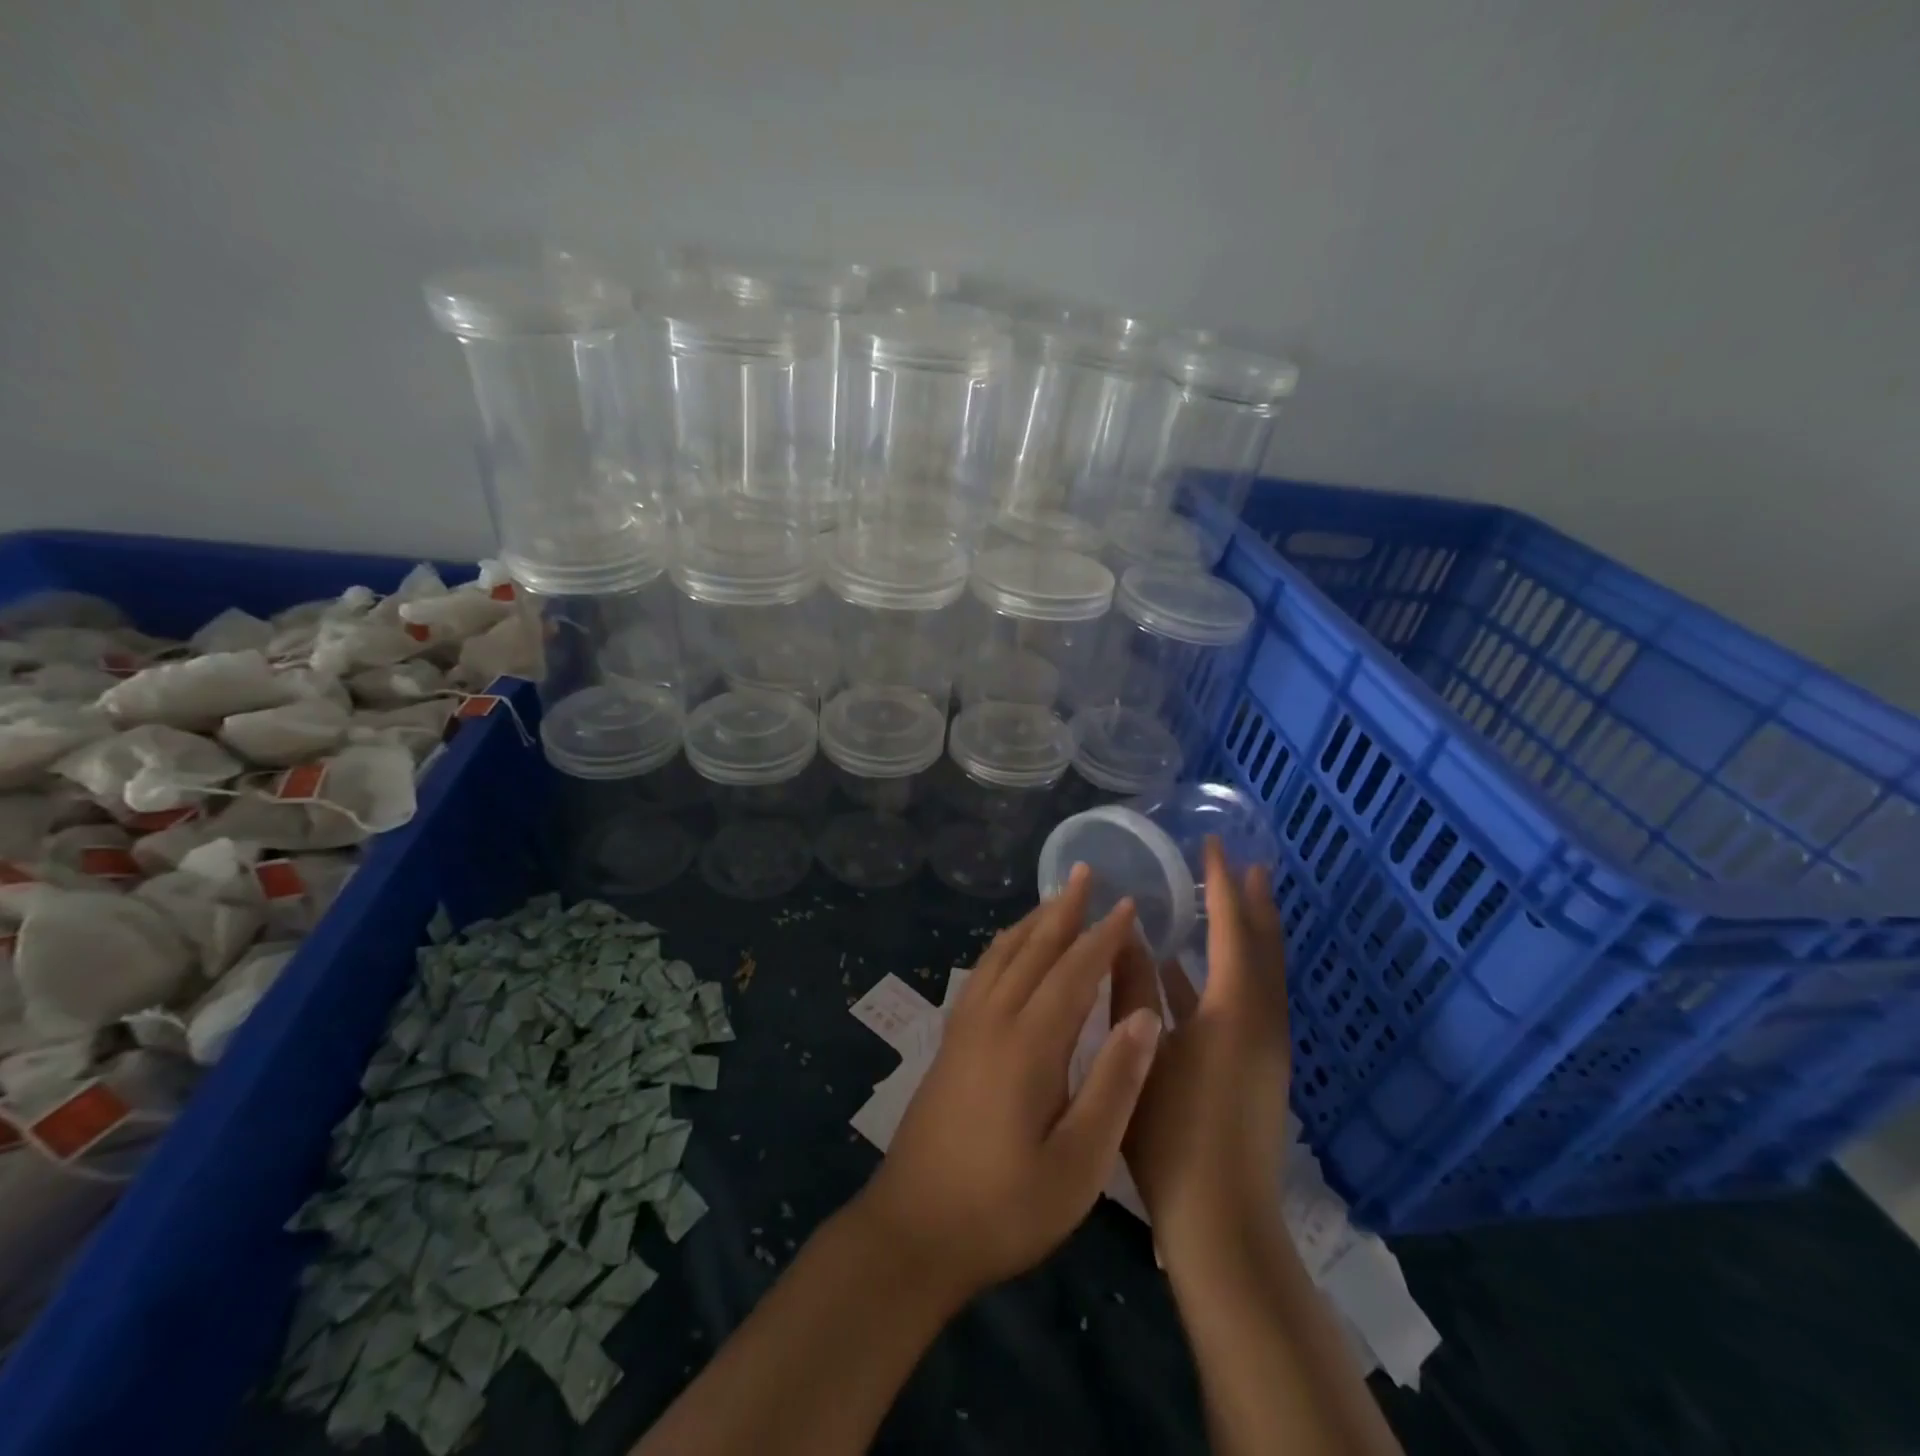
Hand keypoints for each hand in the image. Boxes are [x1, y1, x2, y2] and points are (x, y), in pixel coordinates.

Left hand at [858, 865, 1164, 1300]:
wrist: (914, 1230)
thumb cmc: (1005, 1207)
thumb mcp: (1079, 1163)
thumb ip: (1114, 1084)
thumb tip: (1146, 1015)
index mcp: (1029, 1043)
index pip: (1074, 971)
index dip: (1104, 936)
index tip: (1128, 905)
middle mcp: (993, 1019)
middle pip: (1033, 948)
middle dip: (1063, 909)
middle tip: (1085, 872)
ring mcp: (964, 1027)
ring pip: (1001, 954)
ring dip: (1031, 922)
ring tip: (1053, 899)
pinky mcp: (949, 1041)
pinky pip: (980, 973)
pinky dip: (1002, 947)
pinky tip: (1009, 949)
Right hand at [1115, 838, 1291, 1254]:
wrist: (1221, 1223)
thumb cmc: (1172, 1135)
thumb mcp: (1140, 1051)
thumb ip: (1131, 988)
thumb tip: (1123, 934)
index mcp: (1234, 1011)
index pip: (1232, 928)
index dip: (1222, 883)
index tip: (1212, 844)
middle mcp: (1261, 1020)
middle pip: (1263, 945)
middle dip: (1252, 901)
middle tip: (1241, 861)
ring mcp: (1265, 1045)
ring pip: (1261, 972)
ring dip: (1247, 932)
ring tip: (1229, 899)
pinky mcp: (1258, 1066)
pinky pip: (1250, 997)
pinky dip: (1232, 970)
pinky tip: (1197, 970)